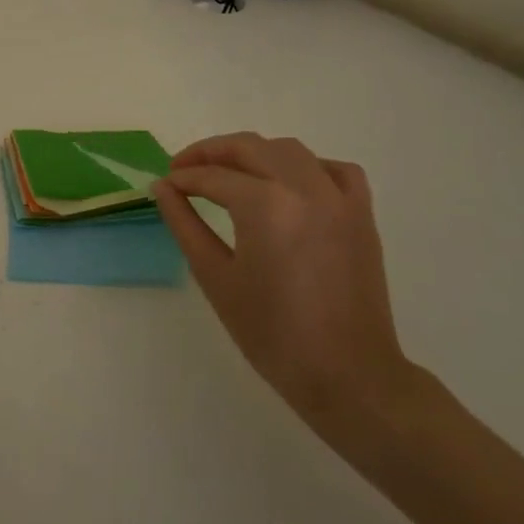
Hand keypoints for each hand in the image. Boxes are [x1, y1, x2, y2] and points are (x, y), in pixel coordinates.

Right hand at [153, 133, 418, 436]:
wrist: (347, 375)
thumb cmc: (272, 333)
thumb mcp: (215, 277)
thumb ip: (184, 224)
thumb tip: (162, 187)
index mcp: (265, 205)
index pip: (212, 177)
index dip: (182, 178)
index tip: (164, 186)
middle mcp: (303, 188)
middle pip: (249, 147)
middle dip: (210, 153)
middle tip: (184, 170)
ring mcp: (338, 198)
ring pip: (289, 150)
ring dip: (254, 153)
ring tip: (229, 173)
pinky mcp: (361, 214)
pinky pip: (335, 169)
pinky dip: (308, 166)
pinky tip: (289, 184)